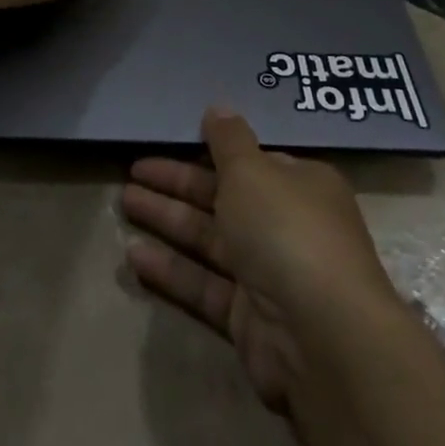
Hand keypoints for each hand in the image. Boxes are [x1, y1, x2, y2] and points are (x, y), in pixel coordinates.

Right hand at [122, 108, 400, 412]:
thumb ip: (228, 141)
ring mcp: (269, 274)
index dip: (208, 149)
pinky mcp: (249, 319)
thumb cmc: (287, 231)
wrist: (322, 337)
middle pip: (223, 197)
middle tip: (131, 170)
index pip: (250, 161)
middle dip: (176, 183)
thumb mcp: (252, 170)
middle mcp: (287, 226)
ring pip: (209, 240)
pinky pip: (204, 284)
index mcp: (299, 185)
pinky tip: (133, 254)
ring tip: (122, 202)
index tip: (170, 140)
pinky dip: (171, 269)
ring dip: (168, 220)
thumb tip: (218, 108)